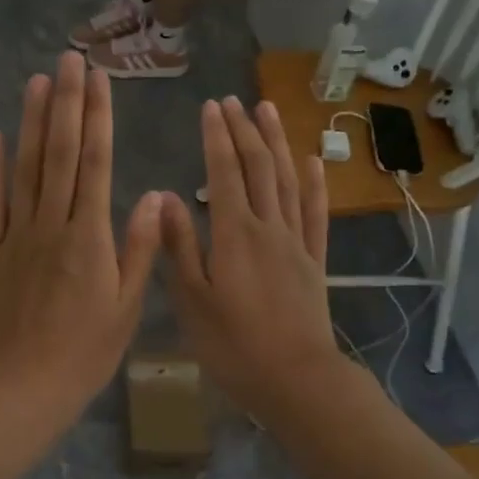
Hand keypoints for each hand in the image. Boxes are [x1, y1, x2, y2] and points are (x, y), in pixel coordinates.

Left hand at [0, 52, 161, 427]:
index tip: (98, 80)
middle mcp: (51, 223)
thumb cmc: (85, 351)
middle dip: (65, 103)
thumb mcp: (126, 305)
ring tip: (36, 81)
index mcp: (89, 236)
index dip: (97, 117)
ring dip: (30, 122)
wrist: (22, 384)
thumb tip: (155, 194)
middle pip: (57, 153)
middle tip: (67, 59)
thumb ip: (140, 247)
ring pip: (24, 168)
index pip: (94, 163)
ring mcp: (15, 234)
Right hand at [160, 98, 342, 416]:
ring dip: (277, 143)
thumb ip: (179, 246)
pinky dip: (313, 184)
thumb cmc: (233, 345)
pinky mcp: (314, 261)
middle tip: (235, 100)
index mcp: (233, 234)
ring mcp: (296, 242)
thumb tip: (164, 197)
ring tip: (269, 111)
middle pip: (257, 167)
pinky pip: (315, 213)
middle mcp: (267, 227)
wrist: (296, 379)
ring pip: (287, 181)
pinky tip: (311, 161)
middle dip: (245, 131)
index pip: (224, 172)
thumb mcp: (192, 299)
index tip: (211, 107)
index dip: (217, 137)